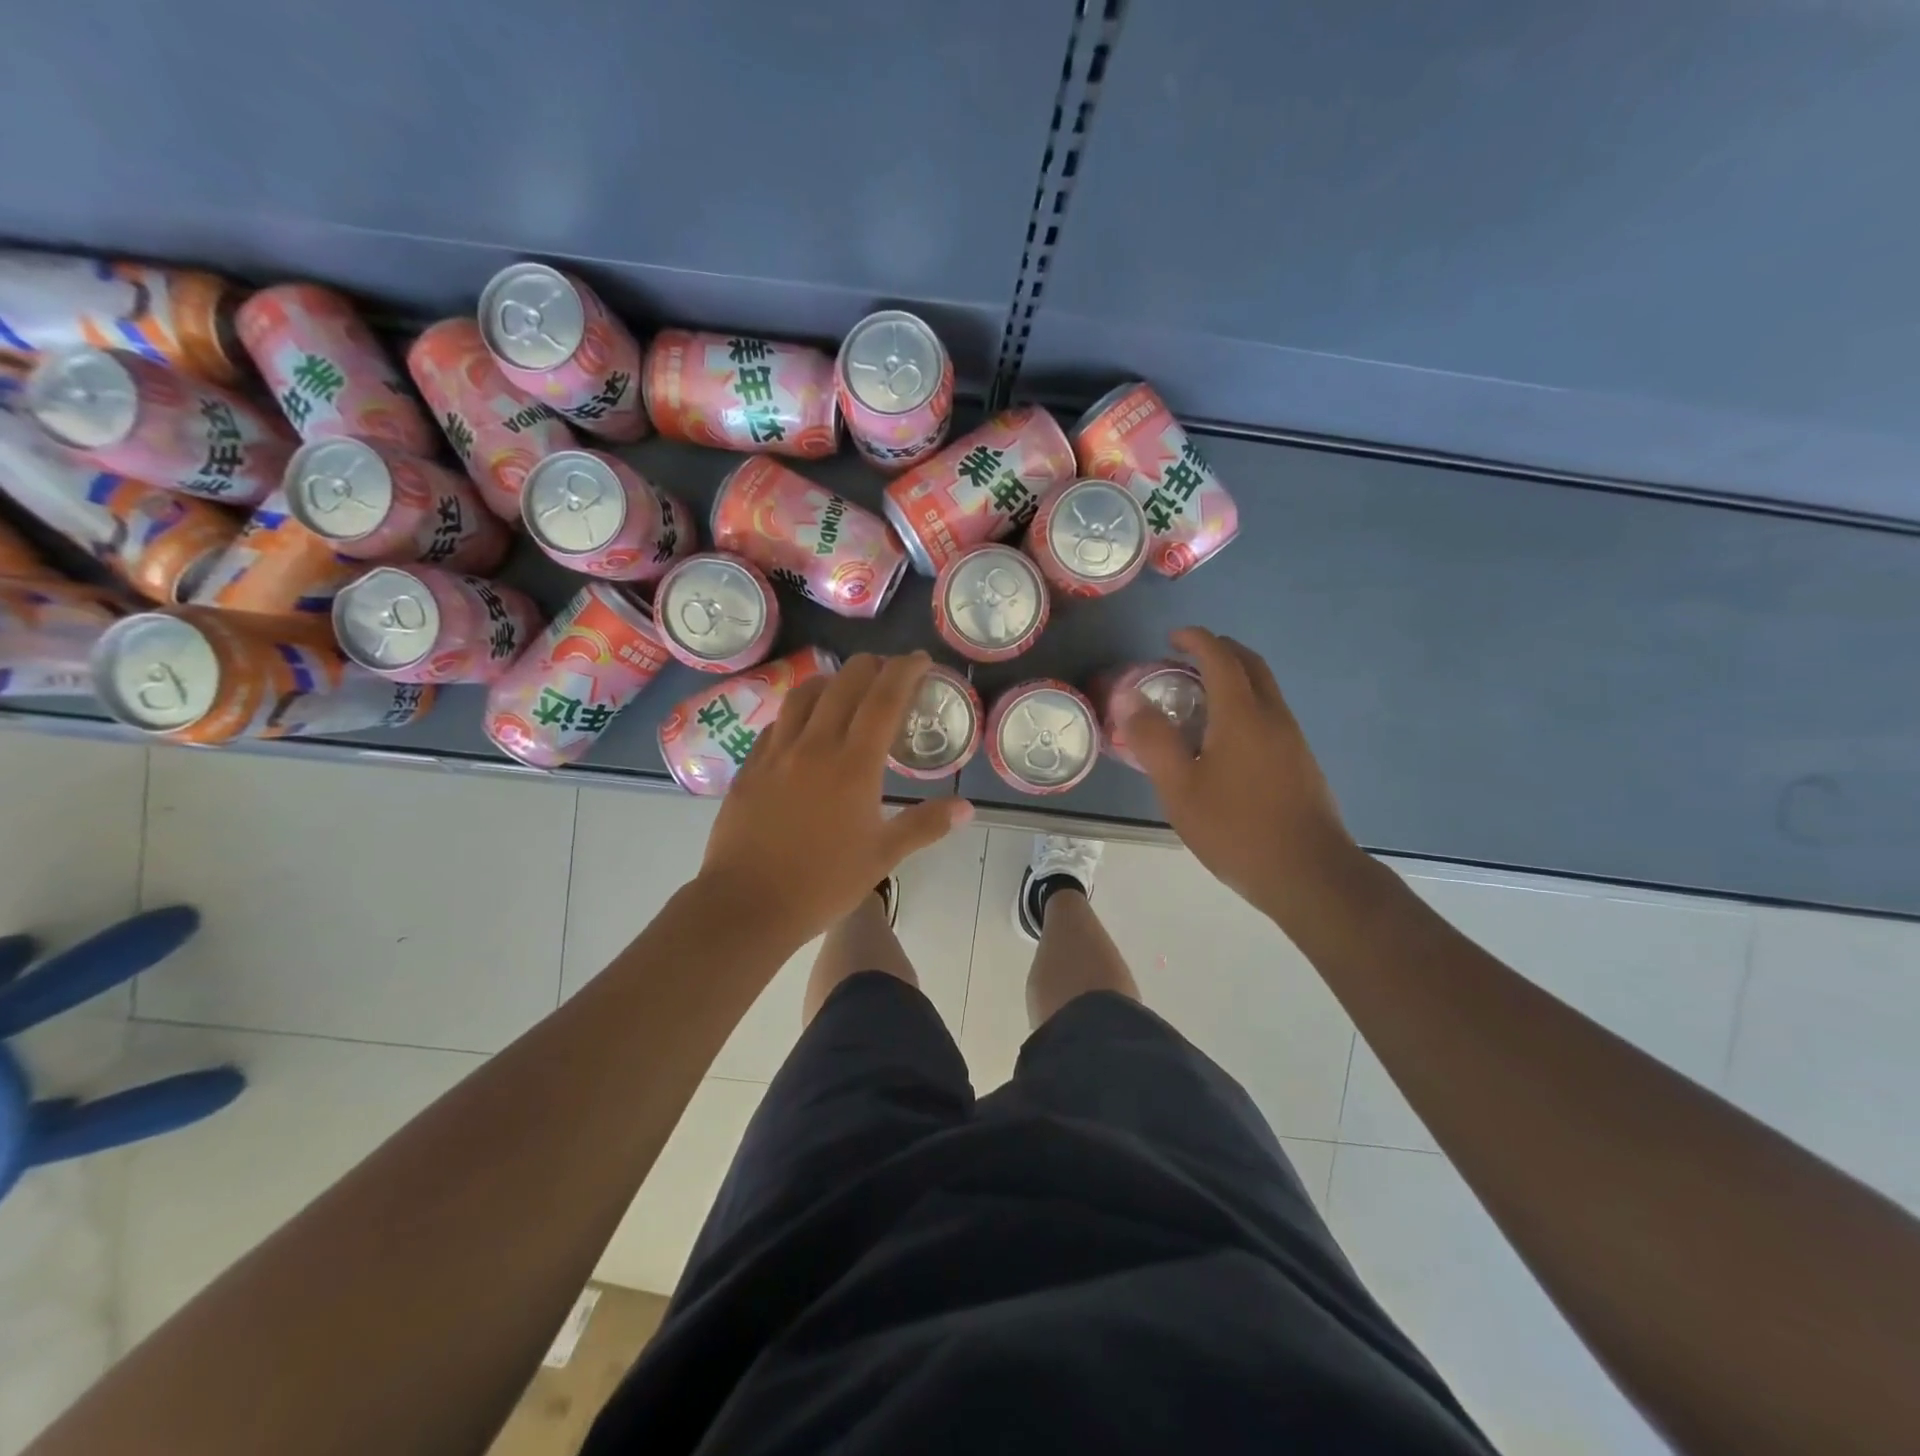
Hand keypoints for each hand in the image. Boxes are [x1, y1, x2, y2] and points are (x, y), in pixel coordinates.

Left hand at [698, 652, 972, 944]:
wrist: (747, 903)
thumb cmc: (823, 882)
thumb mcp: (883, 856)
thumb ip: (925, 825)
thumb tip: (967, 808)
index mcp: (854, 764)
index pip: (884, 699)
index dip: (904, 671)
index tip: (919, 659)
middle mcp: (815, 745)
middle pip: (844, 684)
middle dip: (870, 666)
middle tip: (887, 670)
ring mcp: (776, 753)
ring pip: (804, 695)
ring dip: (830, 680)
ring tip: (844, 687)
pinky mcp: (750, 767)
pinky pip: (776, 723)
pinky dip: (797, 712)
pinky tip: (802, 726)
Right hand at [1124, 627, 1358, 915]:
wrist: (1309, 873)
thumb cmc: (1236, 829)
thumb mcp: (1180, 788)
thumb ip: (1154, 740)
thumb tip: (1131, 699)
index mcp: (1242, 715)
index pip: (1220, 657)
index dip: (1196, 640)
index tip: (1171, 638)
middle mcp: (1273, 716)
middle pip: (1250, 665)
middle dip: (1219, 651)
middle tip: (1185, 659)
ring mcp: (1293, 739)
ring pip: (1264, 689)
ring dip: (1233, 678)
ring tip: (1197, 697)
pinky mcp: (1301, 762)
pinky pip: (1269, 714)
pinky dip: (1244, 704)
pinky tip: (1223, 739)